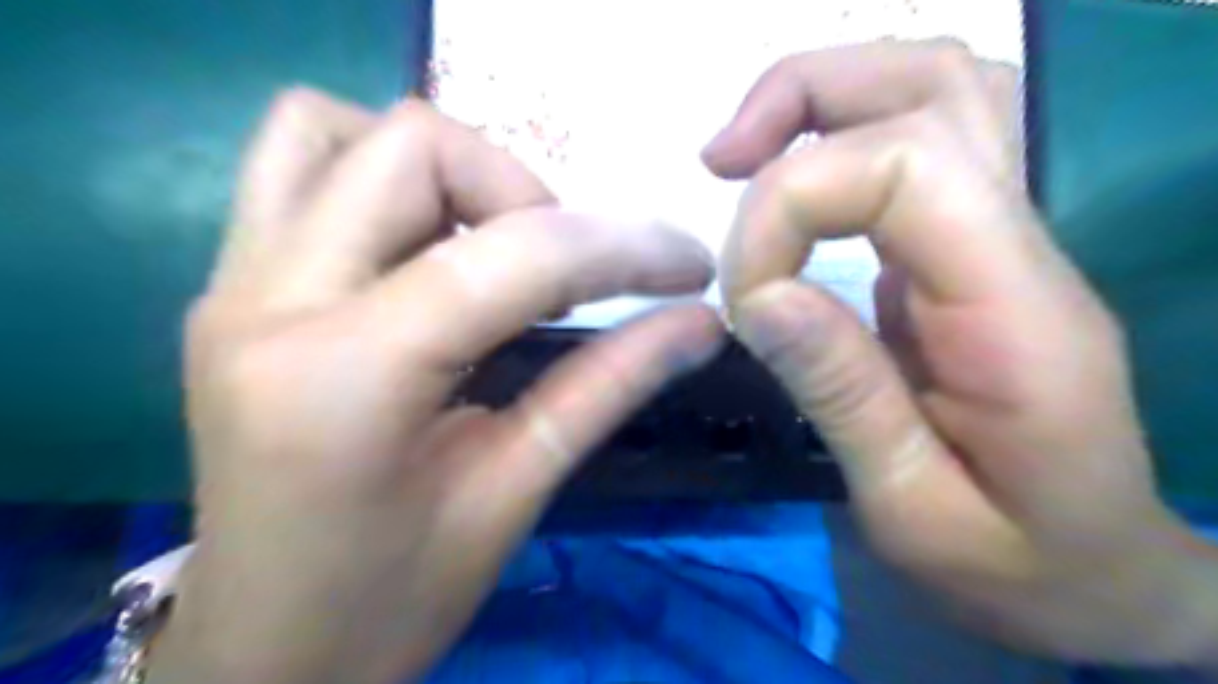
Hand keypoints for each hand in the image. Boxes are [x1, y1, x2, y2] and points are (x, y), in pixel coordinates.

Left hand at [150, 90, 721, 683]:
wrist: (263, 651)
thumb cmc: (390, 601)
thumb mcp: (513, 492)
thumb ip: (608, 387)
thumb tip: (700, 322)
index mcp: (344, 377)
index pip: (513, 256)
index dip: (620, 246)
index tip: (685, 265)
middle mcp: (267, 303)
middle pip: (413, 148)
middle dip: (522, 192)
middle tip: (563, 270)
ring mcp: (232, 287)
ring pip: (333, 130)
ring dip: (443, 171)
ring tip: (492, 249)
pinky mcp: (229, 290)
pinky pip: (298, 170)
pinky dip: (382, 180)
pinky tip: (431, 253)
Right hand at [706, 38, 1217, 667]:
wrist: (1098, 567)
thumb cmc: (1017, 561)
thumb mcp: (913, 508)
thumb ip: (842, 395)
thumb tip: (759, 297)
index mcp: (1019, 311)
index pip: (904, 170)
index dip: (790, 208)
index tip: (742, 296)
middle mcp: (1025, 244)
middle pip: (932, 84)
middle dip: (802, 99)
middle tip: (718, 161)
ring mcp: (1005, 236)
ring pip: (930, 89)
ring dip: (820, 100)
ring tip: (741, 157)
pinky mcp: (971, 249)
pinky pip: (914, 142)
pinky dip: (835, 137)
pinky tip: (789, 188)